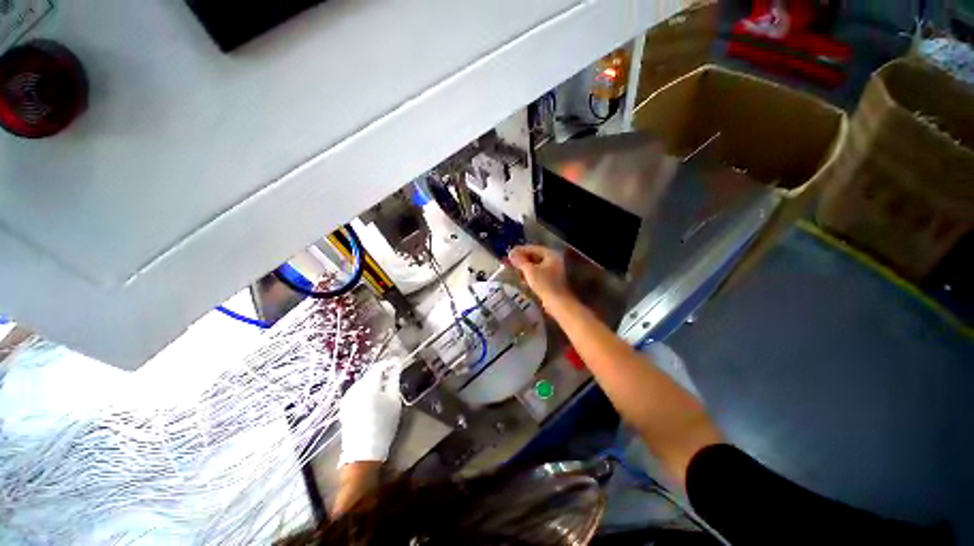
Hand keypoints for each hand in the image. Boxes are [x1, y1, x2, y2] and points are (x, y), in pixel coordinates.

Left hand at [338, 358, 401, 466]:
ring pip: (364, 382)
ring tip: (385, 387)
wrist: (363, 452)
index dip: (389, 363)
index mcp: (368, 385)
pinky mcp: (345, 406)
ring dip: (374, 381)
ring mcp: (347, 398)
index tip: (398, 362)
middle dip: (382, 373)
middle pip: (370, 374)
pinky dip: (367, 390)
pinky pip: (358, 391)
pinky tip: (374, 398)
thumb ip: (394, 380)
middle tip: (394, 375)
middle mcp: (354, 388)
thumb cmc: (383, 424)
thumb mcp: (394, 401)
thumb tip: (396, 367)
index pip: (379, 366)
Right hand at [508, 245, 572, 306]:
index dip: (520, 250)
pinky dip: (530, 272)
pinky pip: (538, 272)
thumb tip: (511, 254)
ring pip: (536, 264)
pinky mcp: (551, 279)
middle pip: (535, 256)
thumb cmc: (544, 283)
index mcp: (550, 254)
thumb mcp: (530, 271)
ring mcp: (553, 270)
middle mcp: (553, 260)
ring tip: (514, 268)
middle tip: (510, 260)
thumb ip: (520, 261)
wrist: (557, 301)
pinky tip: (522, 276)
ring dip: (525, 266)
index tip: (509, 252)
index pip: (533, 248)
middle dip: (522, 258)